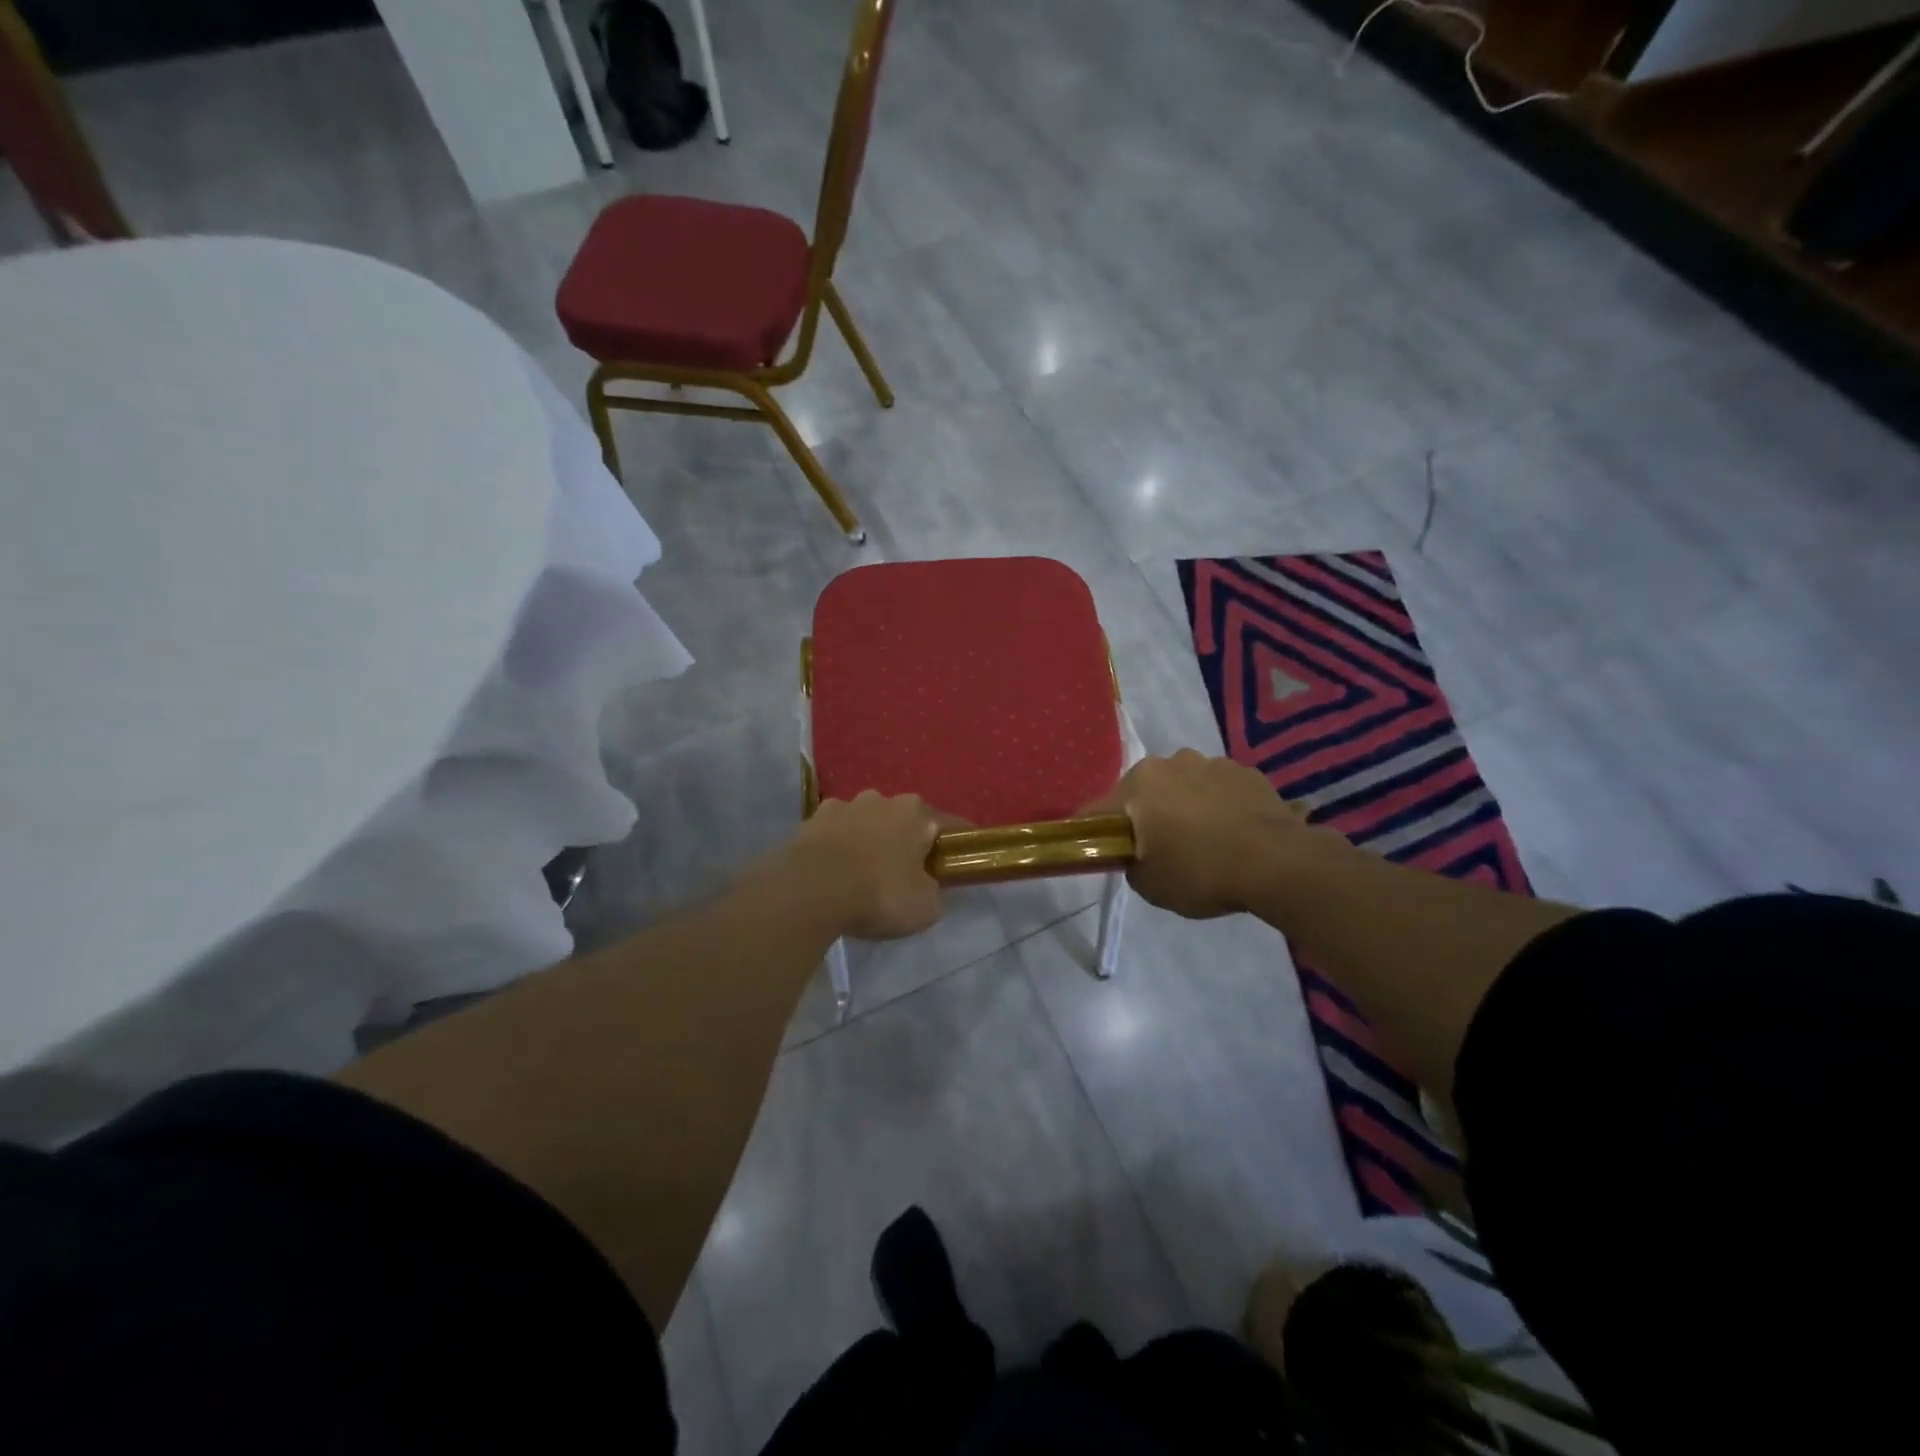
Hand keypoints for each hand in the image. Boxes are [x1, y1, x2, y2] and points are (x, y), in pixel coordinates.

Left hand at [782, 791, 949, 939]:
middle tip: (904, 872)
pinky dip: (837, 847)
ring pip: (865, 822)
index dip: (956, 843)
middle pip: (902, 819)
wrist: (809, 891)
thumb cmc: (879, 894)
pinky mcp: (810, 821)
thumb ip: (932, 891)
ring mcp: (842, 806)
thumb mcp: (925, 907)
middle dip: (905, 840)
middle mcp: (881, 799)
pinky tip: (833, 871)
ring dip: (868, 840)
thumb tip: (925, 886)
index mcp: (916, 813)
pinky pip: (833, 834)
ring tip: (862, 872)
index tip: (959, 859)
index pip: (948, 825)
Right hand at [1089, 750, 1339, 919]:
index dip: (1100, 834)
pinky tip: (1234, 835)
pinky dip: (1221, 807)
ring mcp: (1214, 763)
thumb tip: (1137, 853)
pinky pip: (1221, 790)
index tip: (1110, 854)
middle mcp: (1172, 761)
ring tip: (1206, 842)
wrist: (1277, 864)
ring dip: (1188, 807)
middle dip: (1150, 815)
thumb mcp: (1149, 884)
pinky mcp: (1249, 772)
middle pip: (1147, 792)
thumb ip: (1131, 863)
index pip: (1102, 810)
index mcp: (1139, 783)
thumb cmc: (1200, 872)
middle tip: (1162, 850)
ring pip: (1186, 786)